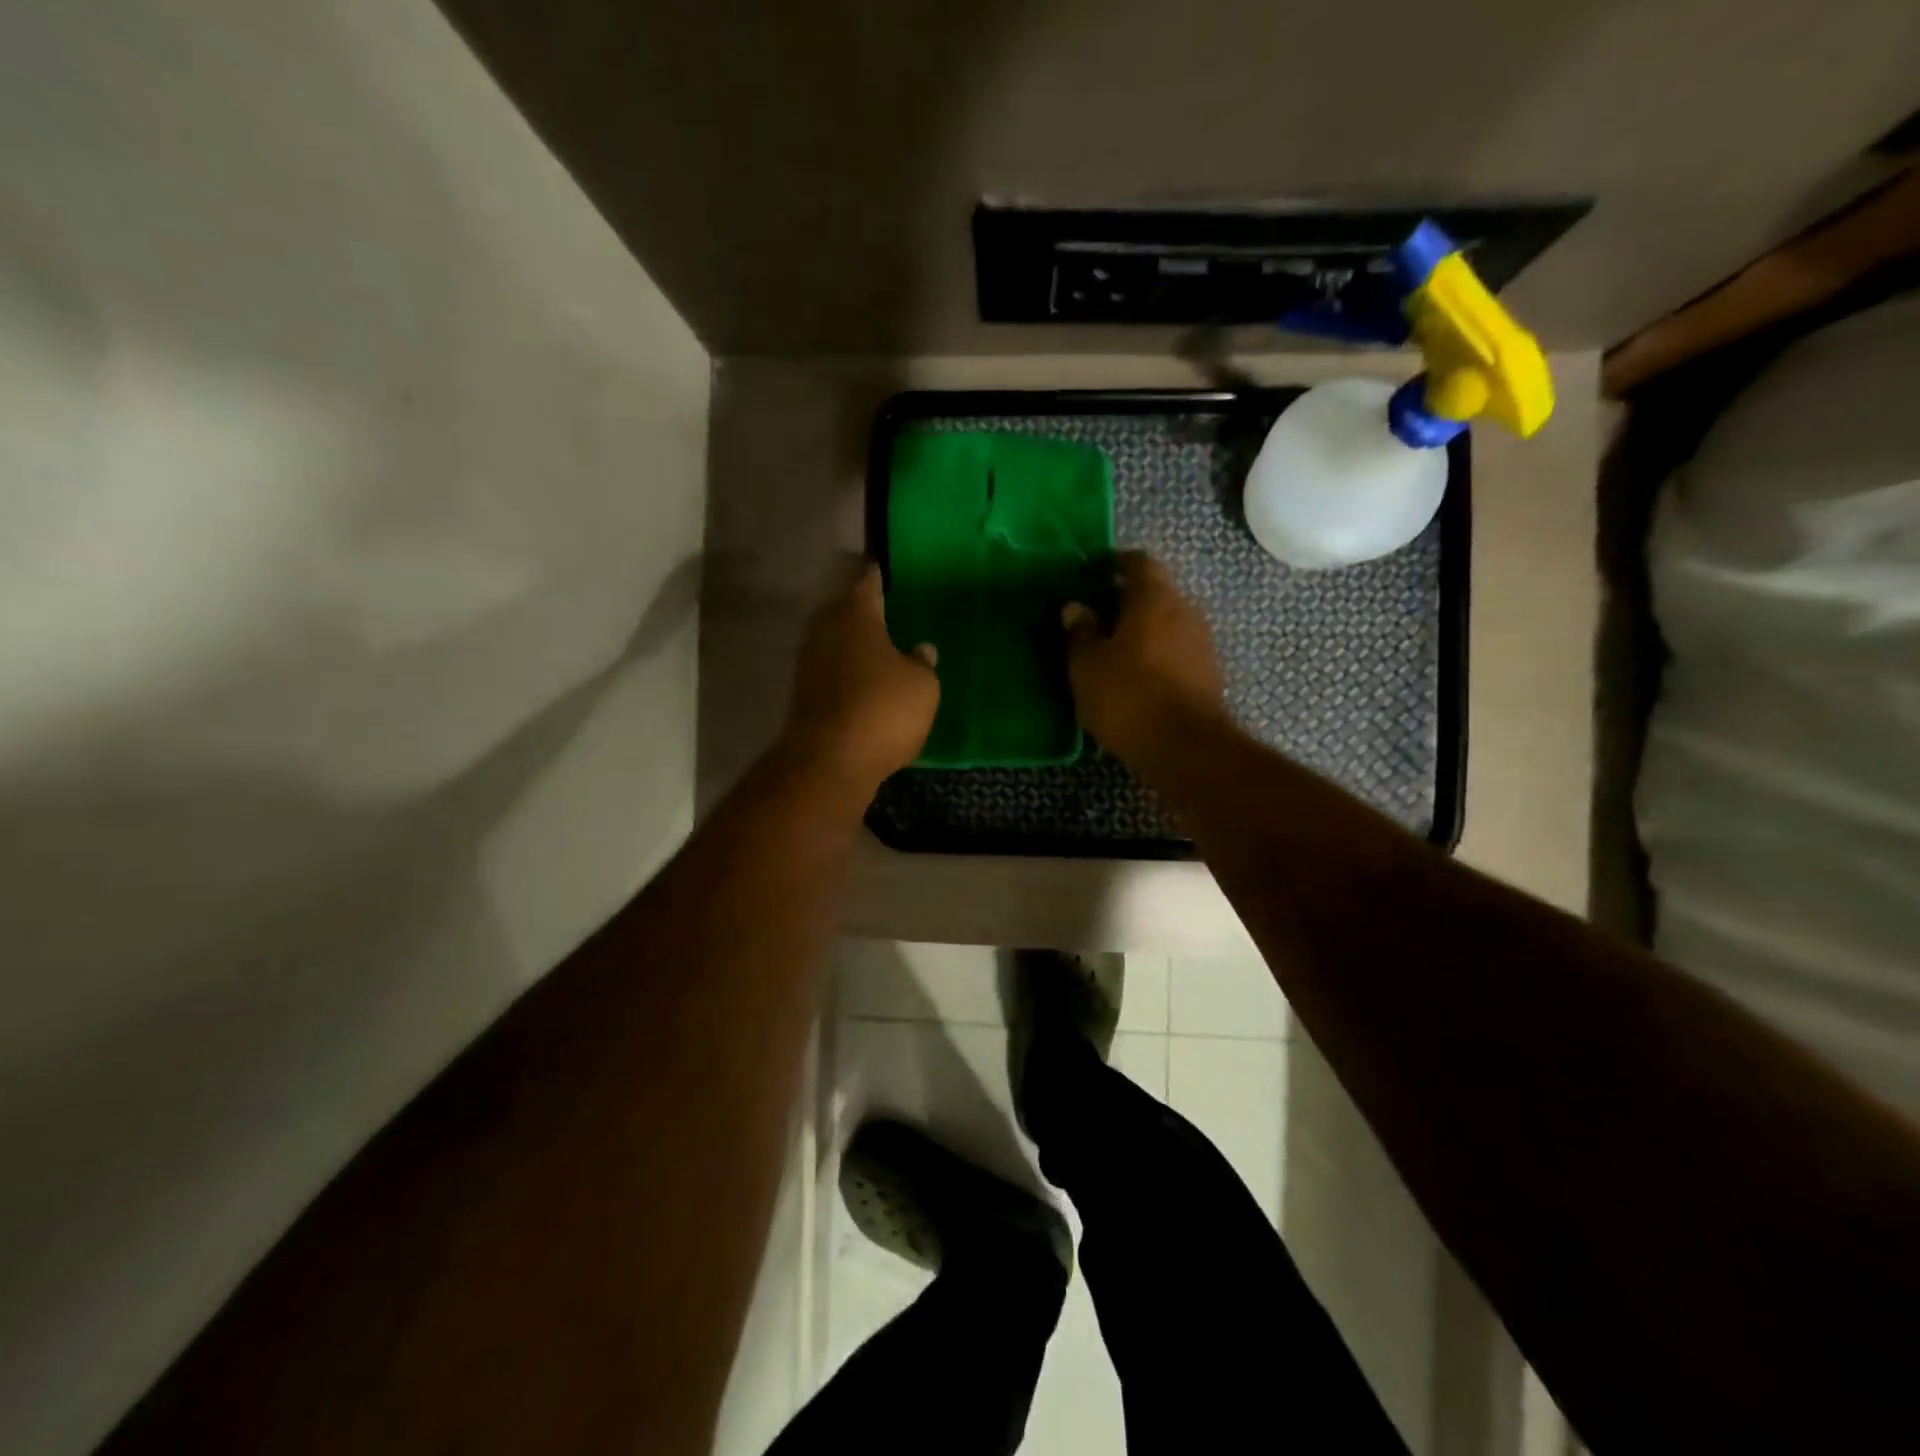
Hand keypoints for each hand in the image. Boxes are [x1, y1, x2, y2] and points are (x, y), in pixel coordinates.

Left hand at [780, 563, 939, 796]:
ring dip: (853, 646)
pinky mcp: (804, 695)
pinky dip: (846, 674)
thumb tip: (920, 650)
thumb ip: (922, 663)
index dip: (876, 576)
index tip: (879, 567)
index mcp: (856, 616)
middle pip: (844, 612)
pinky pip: (831, 673)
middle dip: (862, 612)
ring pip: (835, 643)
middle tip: (885, 613)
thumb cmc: (883, 710)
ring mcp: (809, 664)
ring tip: (878, 651)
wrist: (829, 761)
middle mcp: (826, 631)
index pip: (867, 584)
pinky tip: (865, 685)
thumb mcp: (922, 686)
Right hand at [1063, 552, 1225, 766]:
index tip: (1094, 573)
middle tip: (1096, 616)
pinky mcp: (1208, 675)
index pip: (1139, 562)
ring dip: (1142, 631)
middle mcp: (1185, 611)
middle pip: (1155, 593)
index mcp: (1154, 598)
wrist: (1185, 749)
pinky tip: (1135, 677)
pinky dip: (1156, 656)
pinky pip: (1176, 652)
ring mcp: (1202, 643)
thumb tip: (1076, 607)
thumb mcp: (1088, 665)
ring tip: (1112, 650)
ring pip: (1167, 624)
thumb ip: (1081, 631)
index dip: (1116, 563)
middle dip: (1127, 601)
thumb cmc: (1128, 696)